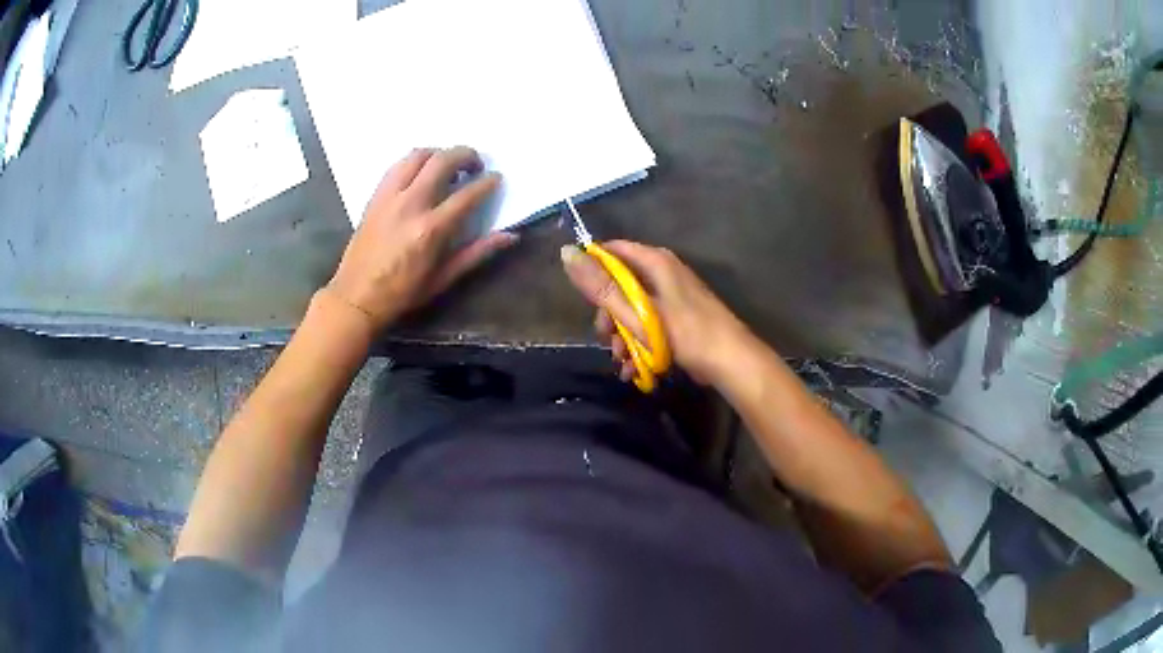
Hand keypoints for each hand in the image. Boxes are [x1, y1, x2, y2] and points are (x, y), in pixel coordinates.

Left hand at [327, 147, 518, 330]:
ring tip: (448, 165)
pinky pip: (397, 165)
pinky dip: (415, 162)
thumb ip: (477, 253)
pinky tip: (421, 173)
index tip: (495, 180)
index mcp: (430, 230)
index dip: (487, 183)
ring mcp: (389, 197)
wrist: (356, 296)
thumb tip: (510, 236)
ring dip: (439, 153)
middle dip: (465, 155)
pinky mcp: (375, 196)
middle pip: (442, 161)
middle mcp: (410, 205)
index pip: (467, 194)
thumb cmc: (403, 293)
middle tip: (475, 165)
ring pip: (418, 155)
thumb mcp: (444, 278)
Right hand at [561, 240, 753, 385]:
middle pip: (620, 285)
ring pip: (632, 309)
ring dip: (622, 337)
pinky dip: (639, 344)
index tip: (585, 300)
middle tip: (607, 340)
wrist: (730, 362)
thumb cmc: (684, 334)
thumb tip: (566, 252)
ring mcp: (672, 297)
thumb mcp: (636, 312)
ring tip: (623, 362)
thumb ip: (601, 286)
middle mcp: (663, 273)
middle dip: (609, 317)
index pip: (611, 251)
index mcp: (655, 262)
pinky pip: (648, 324)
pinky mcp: (678, 318)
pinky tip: (635, 368)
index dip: (592, 271)